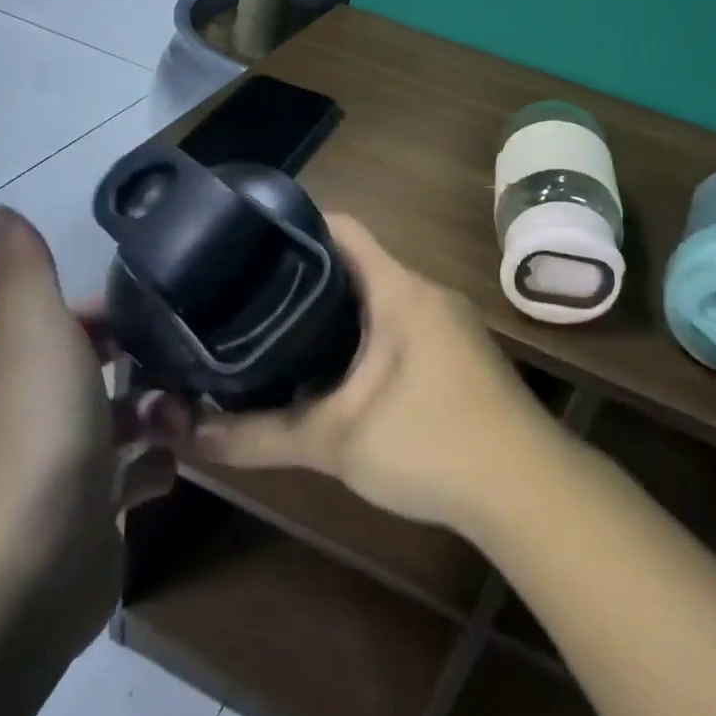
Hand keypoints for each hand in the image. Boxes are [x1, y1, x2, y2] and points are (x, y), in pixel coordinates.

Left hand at [0, 206, 185, 649]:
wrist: (25, 568)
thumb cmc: (40, 434)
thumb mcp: (36, 332)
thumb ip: (25, 271)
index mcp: (27, 366)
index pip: (77, 321)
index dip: (119, 310)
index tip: (173, 304)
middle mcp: (43, 412)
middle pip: (104, 369)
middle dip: (151, 358)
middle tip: (203, 351)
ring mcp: (68, 468)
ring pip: (125, 422)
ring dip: (161, 411)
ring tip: (200, 405)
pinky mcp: (94, 518)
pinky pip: (135, 478)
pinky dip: (157, 466)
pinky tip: (178, 462)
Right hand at [189, 215, 562, 533]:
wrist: (528, 489)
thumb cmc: (432, 443)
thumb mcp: (337, 440)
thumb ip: (260, 435)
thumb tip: (187, 434)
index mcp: (399, 289)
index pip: (341, 228)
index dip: (293, 226)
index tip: (245, 245)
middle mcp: (425, 293)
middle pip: (355, 263)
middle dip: (302, 277)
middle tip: (245, 296)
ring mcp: (447, 323)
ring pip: (378, 298)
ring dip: (333, 311)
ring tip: (275, 329)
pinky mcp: (457, 354)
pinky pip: (398, 325)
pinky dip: (362, 336)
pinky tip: (331, 370)